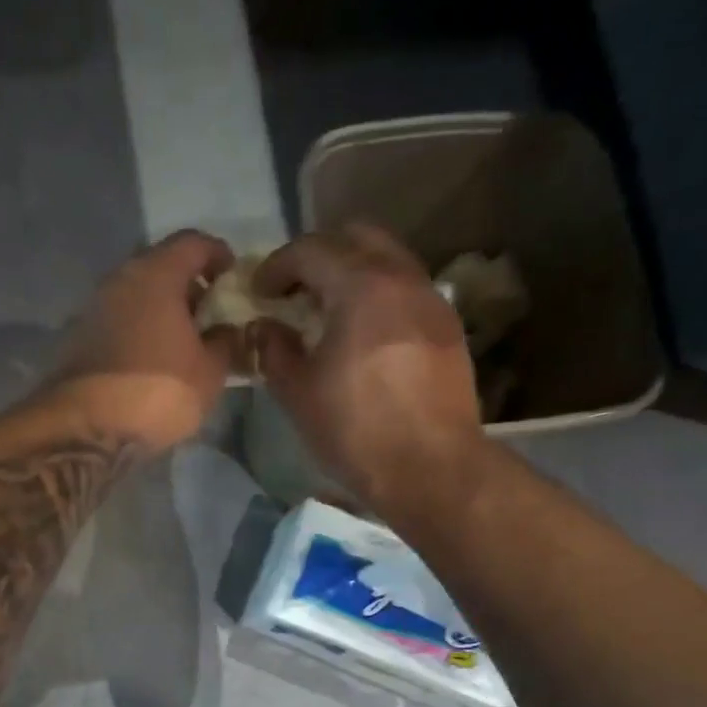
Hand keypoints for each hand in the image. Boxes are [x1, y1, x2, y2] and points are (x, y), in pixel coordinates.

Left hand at [54, 230, 238, 449]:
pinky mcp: (79, 338)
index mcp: (156, 274)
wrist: (87, 429)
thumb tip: (227, 330)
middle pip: (161, 266)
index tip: (232, 277)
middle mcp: (120, 280)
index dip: (218, 254)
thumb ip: (226, 342)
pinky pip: (120, 320)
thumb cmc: (159, 392)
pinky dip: (141, 329)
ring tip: (184, 342)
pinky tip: (154, 359)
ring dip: (162, 310)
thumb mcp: (210, 372)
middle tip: (210, 314)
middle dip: (189, 286)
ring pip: (137, 295)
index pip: (193, 242)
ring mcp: (94, 308)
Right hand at [254, 224, 485, 517]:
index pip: (311, 249)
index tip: (259, 291)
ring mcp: (431, 300)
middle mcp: (402, 278)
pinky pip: (406, 290)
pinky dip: (378, 296)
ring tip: (328, 312)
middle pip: (356, 238)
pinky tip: (363, 335)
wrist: (431, 468)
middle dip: (318, 255)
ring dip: (352, 273)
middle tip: (295, 291)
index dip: (277, 265)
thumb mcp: (298, 392)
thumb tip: (263, 327)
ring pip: (387, 260)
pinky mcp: (447, 328)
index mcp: (361, 286)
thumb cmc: (356, 430)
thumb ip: (274, 349)